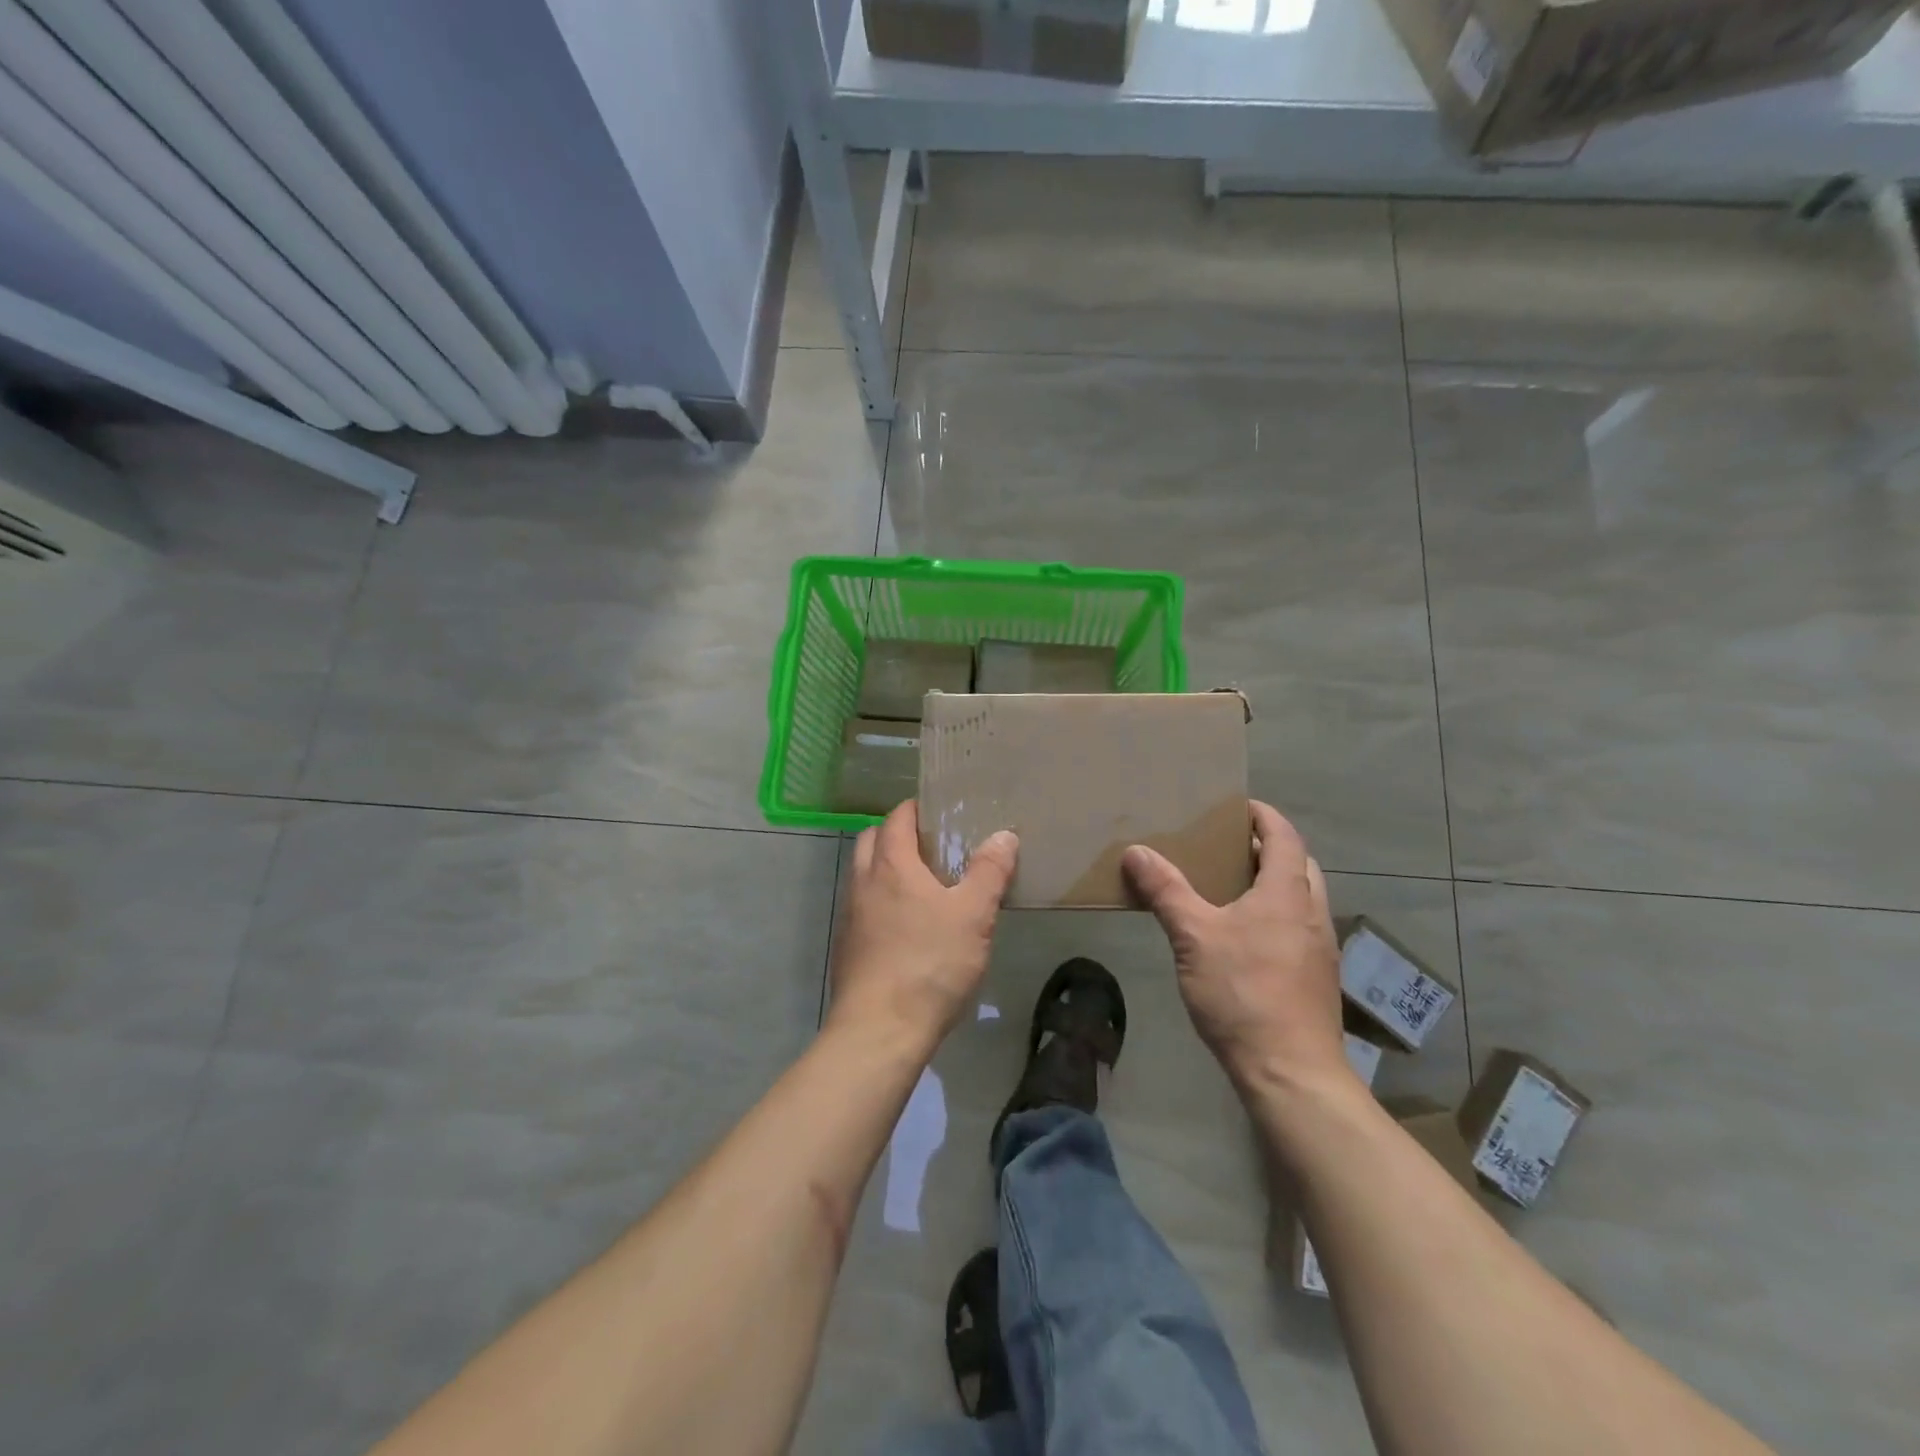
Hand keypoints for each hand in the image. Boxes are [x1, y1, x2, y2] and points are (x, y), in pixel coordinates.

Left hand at [828, 801, 1018, 1051]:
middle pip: (871, 840)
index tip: (940, 812)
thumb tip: (1004, 835)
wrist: (880, 1030)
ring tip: (924, 886)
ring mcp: (850, 916)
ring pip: (864, 875)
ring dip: (886, 868)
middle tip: (932, 846)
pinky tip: (908, 926)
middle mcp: (863, 882)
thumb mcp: (973, 915)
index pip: (897, 817)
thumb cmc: (930, 964)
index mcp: (891, 865)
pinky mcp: (847, 947)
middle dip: (897, 834)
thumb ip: (989, 872)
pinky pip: (863, 907)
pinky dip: (881, 901)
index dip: (916, 809)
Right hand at [1122, 801, 1350, 1097]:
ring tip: (1232, 888)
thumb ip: (1166, 891)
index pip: (1284, 837)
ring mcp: (1320, 948)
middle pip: (1300, 865)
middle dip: (1270, 848)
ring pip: (1301, 899)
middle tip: (1230, 847)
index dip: (1263, 816)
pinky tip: (1244, 938)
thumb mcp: (1193, 936)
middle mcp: (1312, 914)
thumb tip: (1136, 851)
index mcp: (1287, 893)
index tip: (1237, 807)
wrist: (1290, 1072)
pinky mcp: (1316, 978)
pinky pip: (1299, 928)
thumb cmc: (1243, 992)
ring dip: (1275, 884)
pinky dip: (1276, 915)